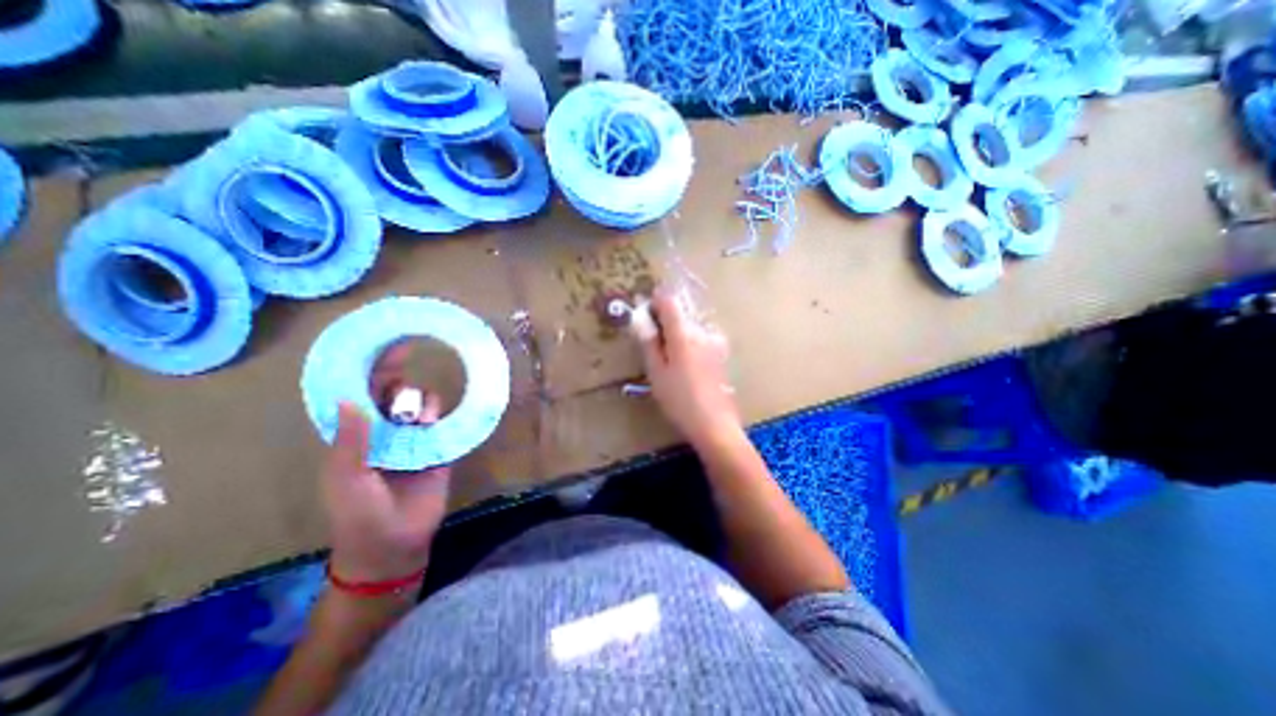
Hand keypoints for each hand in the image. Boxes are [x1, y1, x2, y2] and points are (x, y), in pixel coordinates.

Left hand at [323, 344, 449, 584]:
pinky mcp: (439, 446)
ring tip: (419, 424)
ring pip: (422, 403)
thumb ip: (350, 442)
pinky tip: (438, 420)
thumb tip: (350, 399)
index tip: (386, 346)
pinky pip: (444, 421)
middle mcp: (385, 430)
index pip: (362, 393)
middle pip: (395, 393)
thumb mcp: (346, 479)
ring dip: (422, 404)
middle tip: (407, 381)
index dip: (370, 370)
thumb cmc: (360, 513)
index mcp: (357, 434)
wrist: (395, 543)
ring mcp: (414, 437)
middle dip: (400, 383)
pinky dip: (442, 414)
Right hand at [634, 289, 743, 447]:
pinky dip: (689, 343)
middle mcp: (702, 331)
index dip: (654, 304)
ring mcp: (716, 341)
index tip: (645, 319)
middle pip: (680, 313)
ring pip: (690, 326)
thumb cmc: (680, 400)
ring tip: (670, 362)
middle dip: (664, 322)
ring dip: (677, 334)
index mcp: (684, 333)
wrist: (715, 424)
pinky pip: (701, 338)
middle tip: (654, 347)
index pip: (668, 301)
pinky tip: (687, 367)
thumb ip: (649, 342)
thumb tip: (640, 317)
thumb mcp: (656, 373)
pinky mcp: (722, 353)